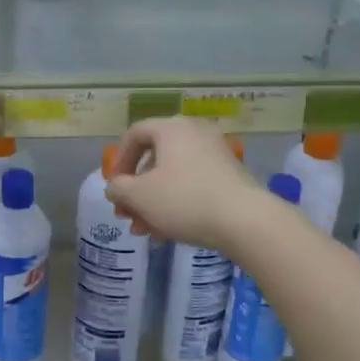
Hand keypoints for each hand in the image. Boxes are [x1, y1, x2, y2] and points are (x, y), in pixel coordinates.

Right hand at [105, 118, 266, 253]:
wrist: (245, 220)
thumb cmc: (184, 200)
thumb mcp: (139, 196)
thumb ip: (118, 188)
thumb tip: (115, 188)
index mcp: (171, 128)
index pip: (134, 134)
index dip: (119, 161)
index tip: (114, 187)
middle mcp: (194, 132)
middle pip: (154, 158)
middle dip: (136, 191)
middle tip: (127, 215)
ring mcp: (215, 152)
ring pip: (173, 175)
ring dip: (153, 202)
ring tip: (145, 231)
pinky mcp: (229, 174)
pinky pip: (192, 183)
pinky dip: (176, 202)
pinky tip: (168, 232)